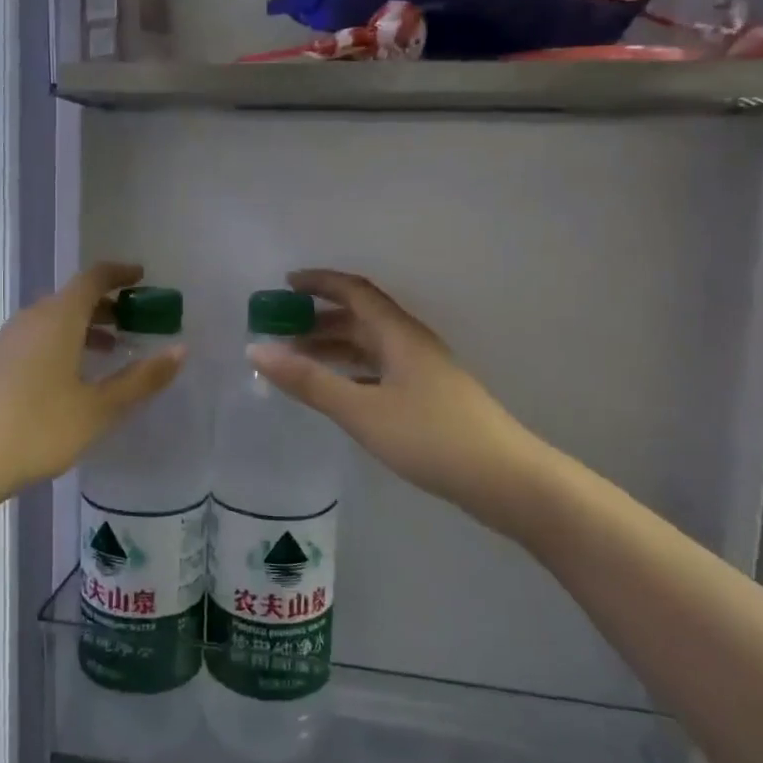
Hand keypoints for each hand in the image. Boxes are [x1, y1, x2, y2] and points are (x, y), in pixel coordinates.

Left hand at [0, 262, 184, 508]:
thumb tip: (180, 350)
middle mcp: (31, 319)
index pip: (93, 278)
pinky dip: (60, 344)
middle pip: (72, 298)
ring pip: (52, 321)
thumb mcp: (98, 409)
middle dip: (105, 305)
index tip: (142, 277)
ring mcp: (6, 341)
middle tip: (133, 321)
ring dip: (82, 328)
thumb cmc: (37, 428)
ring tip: (107, 352)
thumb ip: (141, 380)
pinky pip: (35, 340)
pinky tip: (67, 379)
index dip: (119, 273)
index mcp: (58, 318)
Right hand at [248, 270, 561, 543]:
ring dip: (334, 346)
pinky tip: (336, 391)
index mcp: (398, 335)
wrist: (505, 480)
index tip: (284, 285)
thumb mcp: (362, 410)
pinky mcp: (428, 399)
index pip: (355, 291)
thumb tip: (257, 351)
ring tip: (297, 359)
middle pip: (361, 318)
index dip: (320, 282)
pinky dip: (351, 371)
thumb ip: (309, 381)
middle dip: (319, 318)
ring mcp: (423, 372)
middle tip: (280, 329)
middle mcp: (411, 344)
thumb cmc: (431, 437)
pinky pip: (379, 370)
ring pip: (370, 346)